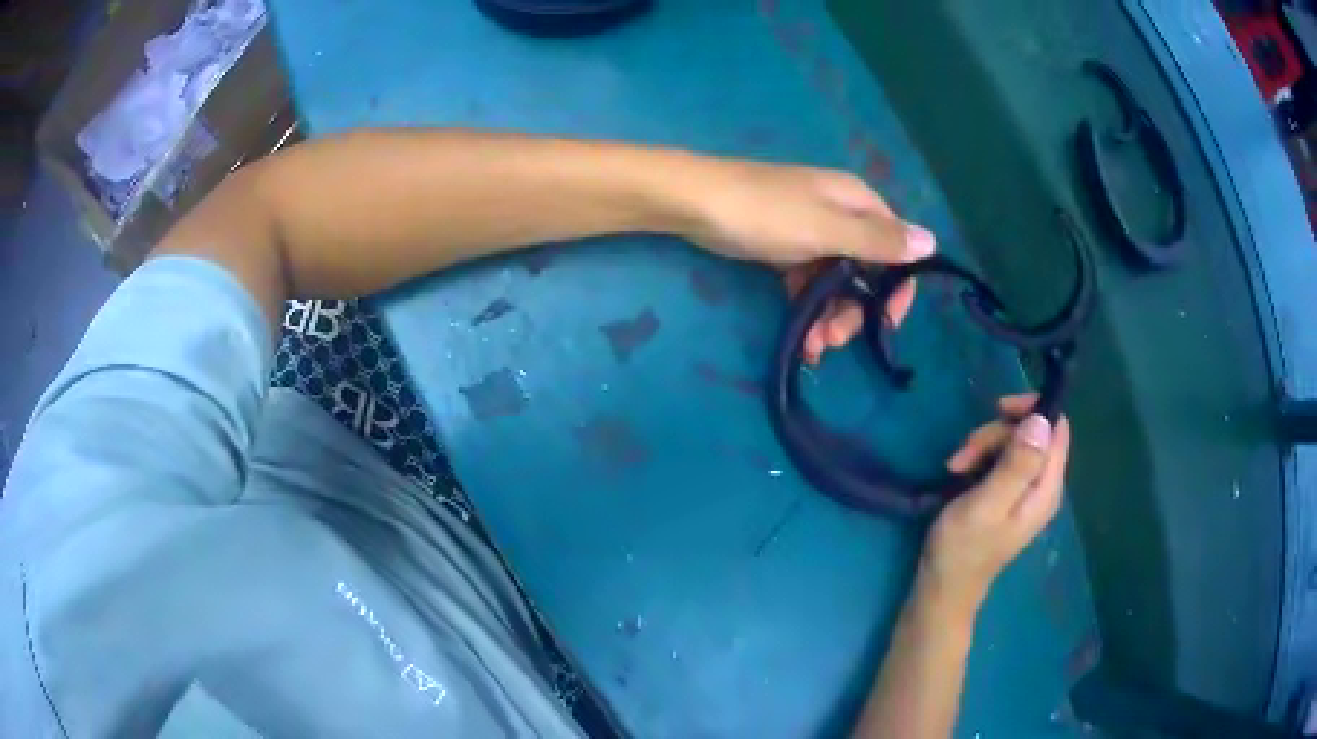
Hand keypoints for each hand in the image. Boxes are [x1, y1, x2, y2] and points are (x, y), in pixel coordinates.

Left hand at [683, 159, 936, 362]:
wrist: (694, 203)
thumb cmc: (765, 213)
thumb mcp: (826, 229)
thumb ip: (878, 240)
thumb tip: (931, 243)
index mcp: (858, 203)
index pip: (897, 249)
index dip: (895, 290)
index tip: (883, 326)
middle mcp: (841, 215)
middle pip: (866, 270)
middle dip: (856, 311)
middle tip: (835, 341)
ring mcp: (811, 231)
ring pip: (836, 282)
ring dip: (830, 318)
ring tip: (814, 350)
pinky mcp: (785, 248)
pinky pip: (808, 283)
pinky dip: (807, 309)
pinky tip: (801, 338)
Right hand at [919, 393, 1070, 615]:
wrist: (943, 588)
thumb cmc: (962, 549)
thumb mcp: (987, 504)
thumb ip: (1017, 464)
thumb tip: (1042, 420)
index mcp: (1046, 488)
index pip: (1056, 428)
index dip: (1032, 410)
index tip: (997, 410)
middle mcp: (1043, 486)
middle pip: (1031, 433)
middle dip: (996, 433)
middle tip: (964, 453)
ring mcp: (1026, 491)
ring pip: (1014, 443)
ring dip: (983, 445)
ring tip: (956, 466)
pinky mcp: (1009, 495)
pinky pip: (1003, 459)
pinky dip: (981, 458)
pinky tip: (960, 472)